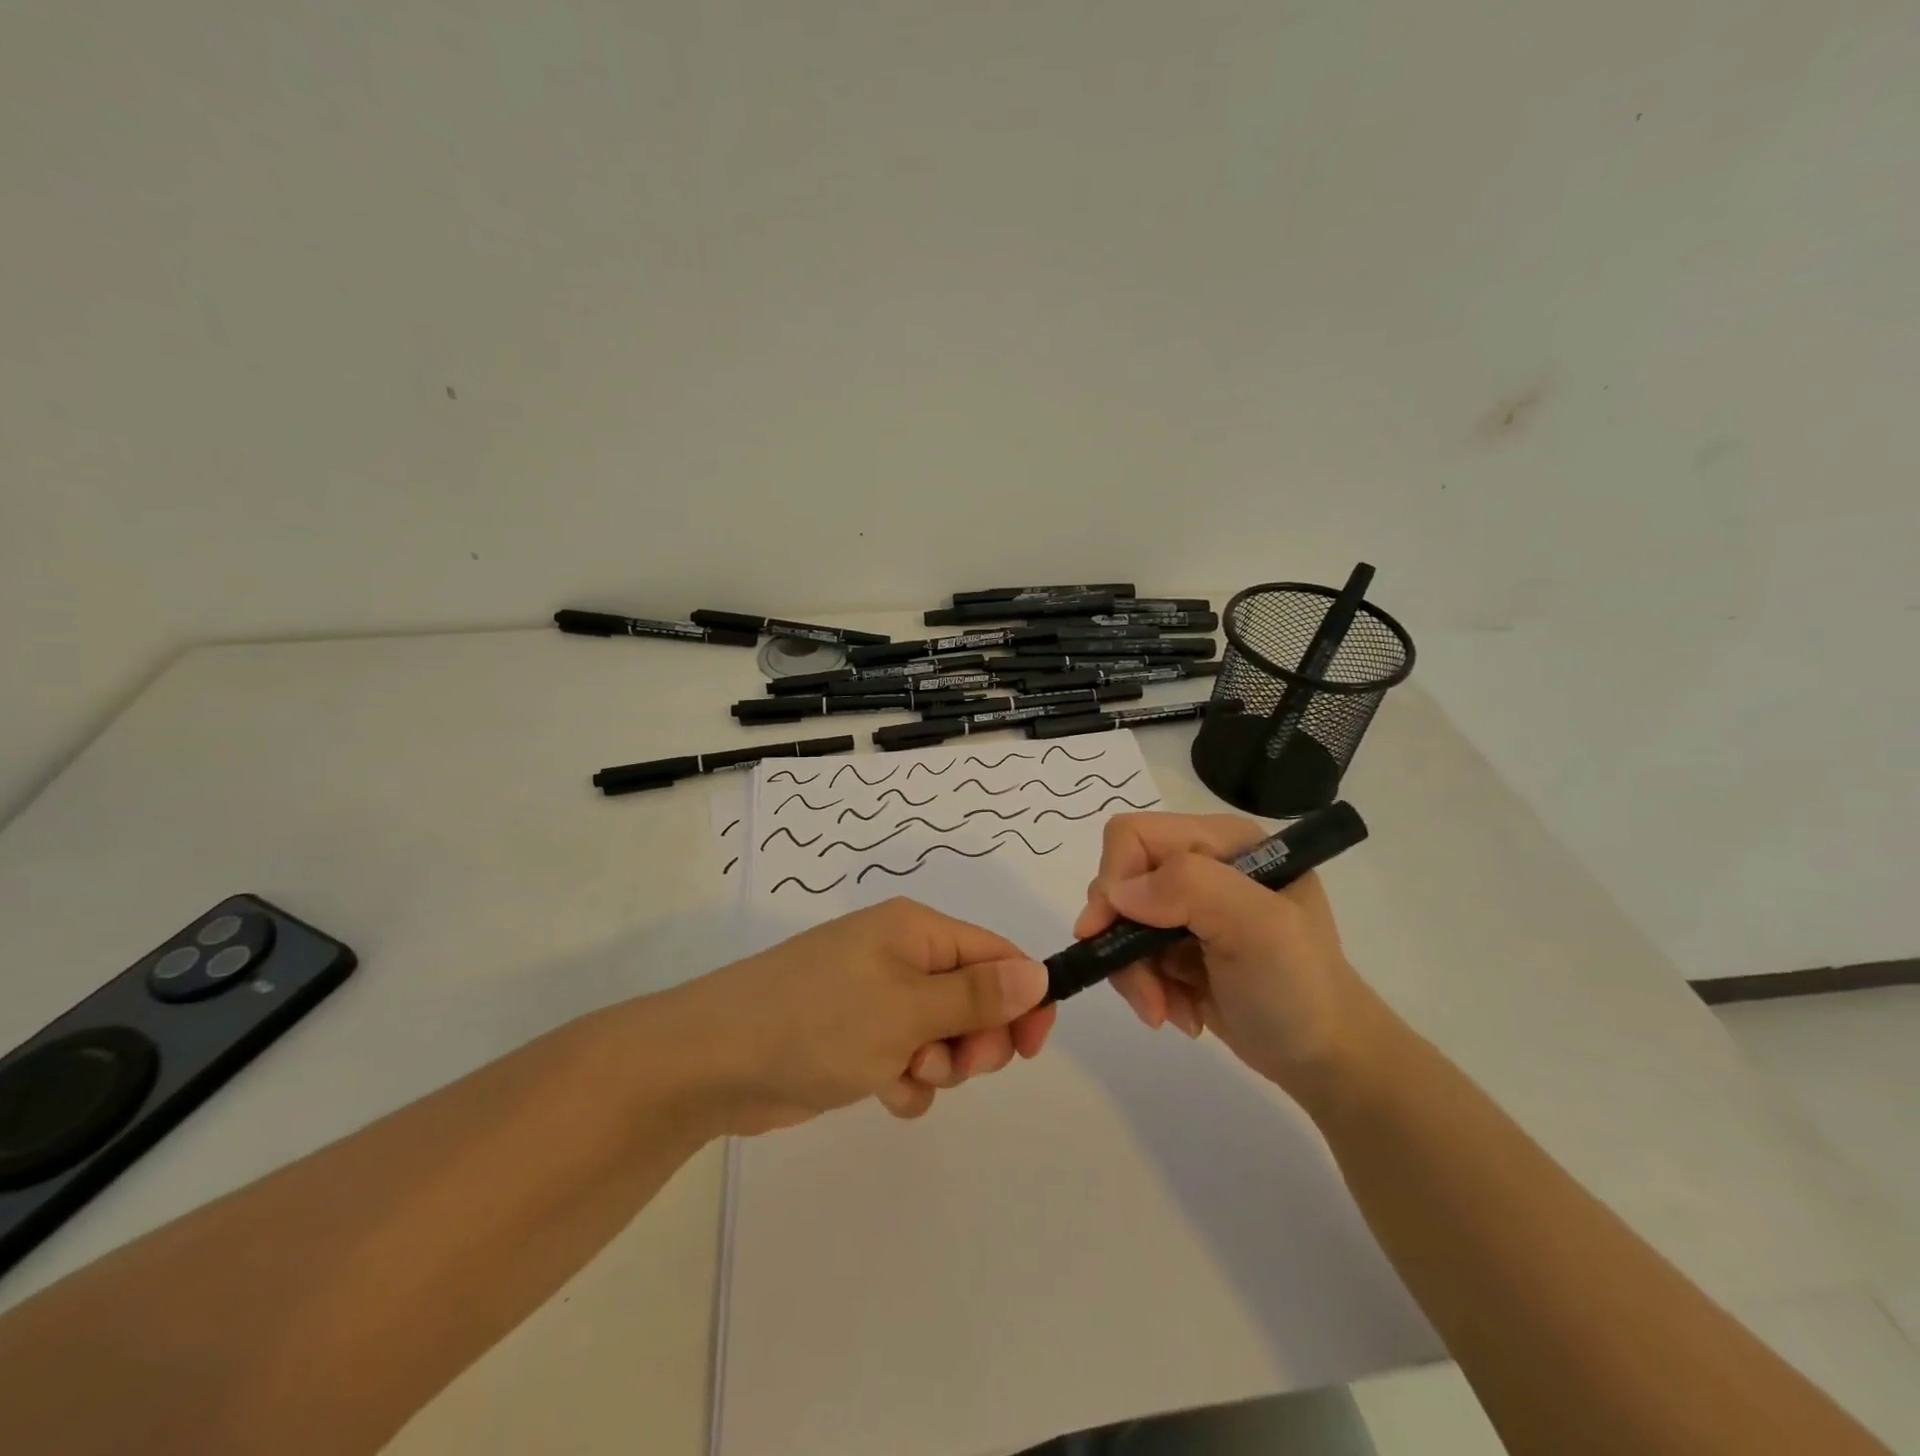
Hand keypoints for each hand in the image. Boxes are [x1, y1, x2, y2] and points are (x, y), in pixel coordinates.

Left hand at [674, 898, 1054, 1132]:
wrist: (713, 1061)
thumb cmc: (818, 1021)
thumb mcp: (907, 1008)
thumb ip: (977, 995)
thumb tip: (1039, 972)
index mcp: (916, 931)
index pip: (995, 954)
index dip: (1023, 997)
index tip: (1031, 1048)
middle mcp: (900, 957)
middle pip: (974, 997)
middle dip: (975, 1038)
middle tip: (953, 1064)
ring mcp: (876, 999)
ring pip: (943, 1034)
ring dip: (939, 1064)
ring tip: (904, 1072)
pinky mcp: (856, 1038)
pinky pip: (908, 1060)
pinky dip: (906, 1080)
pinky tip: (882, 1091)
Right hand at [1074, 812, 1369, 1093]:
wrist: (1326, 1060)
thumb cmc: (1300, 988)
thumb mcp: (1260, 929)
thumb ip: (1191, 889)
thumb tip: (1117, 893)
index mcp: (1222, 840)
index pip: (1135, 835)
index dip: (1114, 878)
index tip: (1109, 931)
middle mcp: (1200, 865)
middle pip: (1120, 881)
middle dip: (1122, 939)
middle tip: (1148, 990)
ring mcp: (1187, 908)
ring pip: (1118, 923)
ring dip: (1134, 974)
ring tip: (1167, 1011)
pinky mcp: (1177, 946)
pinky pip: (1130, 955)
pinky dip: (1146, 988)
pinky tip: (1179, 1012)